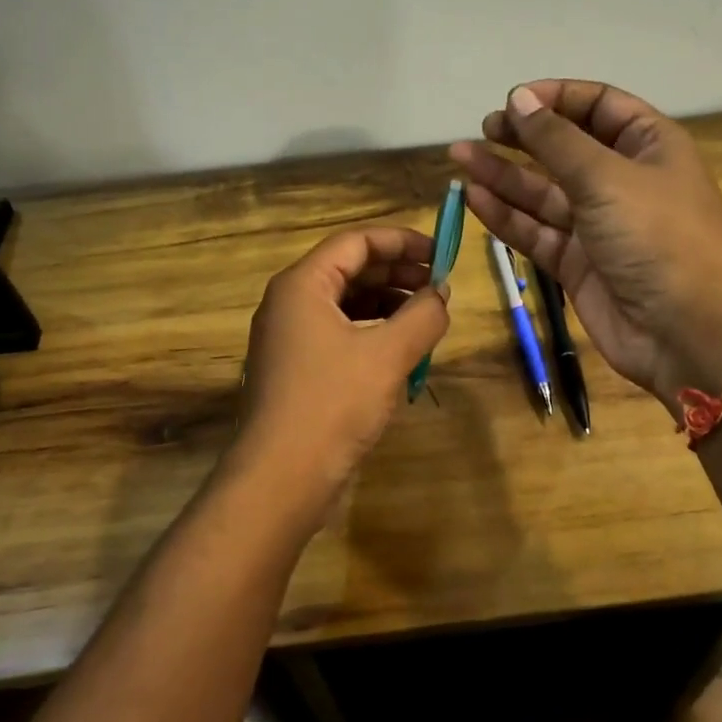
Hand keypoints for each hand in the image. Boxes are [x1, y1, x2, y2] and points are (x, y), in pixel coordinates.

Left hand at [232, 227, 450, 528]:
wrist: (279, 479)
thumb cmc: (332, 405)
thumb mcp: (388, 355)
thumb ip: (422, 316)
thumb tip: (441, 294)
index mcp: (302, 285)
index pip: (356, 241)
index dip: (401, 241)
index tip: (441, 254)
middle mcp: (290, 303)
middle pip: (350, 269)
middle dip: (398, 273)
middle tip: (440, 287)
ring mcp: (290, 338)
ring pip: (346, 303)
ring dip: (388, 304)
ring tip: (427, 319)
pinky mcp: (297, 369)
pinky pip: (339, 334)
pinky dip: (372, 333)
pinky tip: (401, 352)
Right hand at [450, 81, 721, 408]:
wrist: (689, 333)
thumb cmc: (658, 237)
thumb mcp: (607, 177)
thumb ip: (556, 139)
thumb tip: (519, 99)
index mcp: (648, 146)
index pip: (599, 106)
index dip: (556, 98)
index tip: (513, 101)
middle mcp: (622, 181)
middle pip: (565, 148)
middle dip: (524, 137)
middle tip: (483, 129)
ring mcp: (598, 225)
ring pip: (543, 192)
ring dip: (503, 175)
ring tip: (460, 156)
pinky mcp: (577, 264)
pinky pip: (536, 232)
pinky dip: (507, 216)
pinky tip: (475, 198)